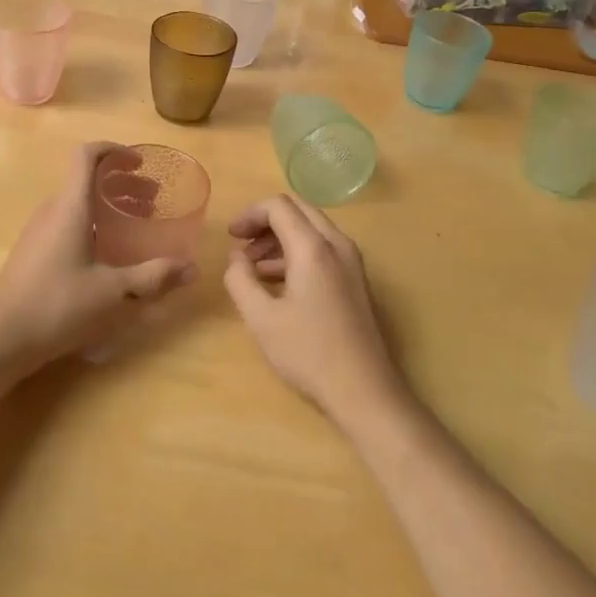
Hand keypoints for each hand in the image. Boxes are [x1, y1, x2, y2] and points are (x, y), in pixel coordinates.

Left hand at [0, 141, 194, 375]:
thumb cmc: (57, 305)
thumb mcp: (112, 292)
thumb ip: (153, 277)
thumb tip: (192, 268)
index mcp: (70, 207)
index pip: (87, 156)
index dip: (115, 151)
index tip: (141, 163)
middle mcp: (52, 210)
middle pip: (87, 179)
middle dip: (122, 183)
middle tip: (153, 201)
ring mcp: (39, 232)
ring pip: (78, 202)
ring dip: (109, 205)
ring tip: (137, 225)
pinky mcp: (34, 252)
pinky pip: (68, 222)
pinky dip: (94, 223)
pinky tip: (109, 254)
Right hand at [222, 195, 404, 425]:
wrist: (365, 391)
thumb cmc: (309, 353)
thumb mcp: (261, 318)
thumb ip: (240, 280)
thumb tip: (235, 258)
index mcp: (313, 247)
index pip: (278, 206)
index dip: (250, 214)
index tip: (231, 236)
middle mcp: (337, 244)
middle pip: (298, 210)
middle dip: (265, 222)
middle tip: (241, 244)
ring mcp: (351, 261)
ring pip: (312, 229)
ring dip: (280, 238)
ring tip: (254, 268)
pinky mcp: (356, 279)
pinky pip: (323, 248)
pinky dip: (297, 252)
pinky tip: (278, 282)